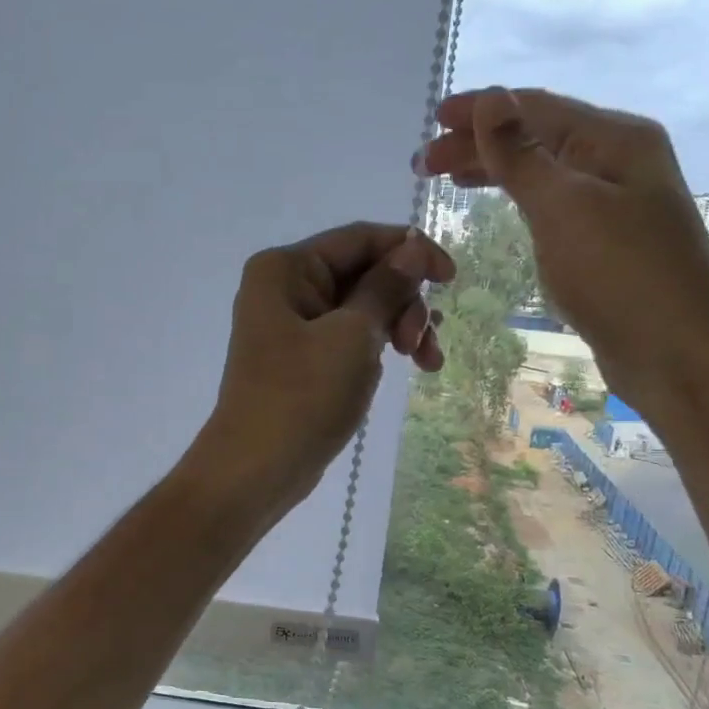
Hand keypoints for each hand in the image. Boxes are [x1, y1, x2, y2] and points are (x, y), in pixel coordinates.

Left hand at [191, 223, 454, 512]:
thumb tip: (413, 247)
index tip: (452, 279)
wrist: (256, 469)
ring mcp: (291, 326)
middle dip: (404, 302)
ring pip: (362, 308)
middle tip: (421, 342)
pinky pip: (349, 337)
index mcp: (285, 268)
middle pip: (363, 273)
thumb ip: (386, 287)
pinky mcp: (302, 359)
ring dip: (399, 327)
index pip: (359, 239)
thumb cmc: (302, 396)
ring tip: (426, 362)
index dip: (410, 251)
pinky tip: (408, 367)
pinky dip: (379, 348)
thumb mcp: (353, 335)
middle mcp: (284, 288)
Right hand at [421, 86, 708, 429]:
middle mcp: (618, 160)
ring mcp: (615, 202)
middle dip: (479, 144)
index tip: (430, 122)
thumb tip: (491, 98)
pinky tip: (500, 206)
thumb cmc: (620, 274)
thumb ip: (520, 155)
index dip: (481, 110)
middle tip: (424, 165)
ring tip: (450, 181)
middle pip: (538, 136)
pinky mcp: (607, 240)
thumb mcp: (563, 207)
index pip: (536, 108)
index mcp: (614, 139)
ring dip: (495, 170)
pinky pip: (552, 203)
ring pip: (543, 171)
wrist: (678, 352)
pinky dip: (519, 199)